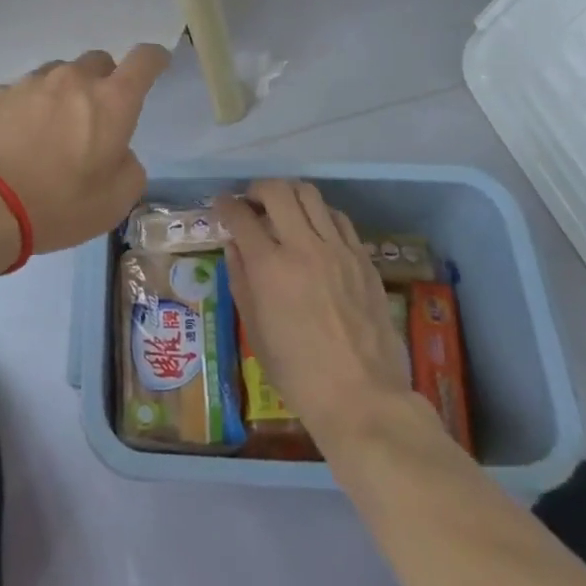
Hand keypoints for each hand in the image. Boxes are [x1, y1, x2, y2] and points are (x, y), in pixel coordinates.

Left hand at [0, 45, 171, 251]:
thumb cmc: (58, 205)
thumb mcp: (115, 202)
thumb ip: (128, 168)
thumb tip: (117, 152)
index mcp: (111, 102)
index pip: (144, 60)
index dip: (154, 59)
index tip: (156, 63)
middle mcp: (72, 80)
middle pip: (98, 62)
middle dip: (102, 82)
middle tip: (94, 118)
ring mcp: (29, 83)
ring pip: (56, 76)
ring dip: (61, 95)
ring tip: (48, 133)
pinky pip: (19, 93)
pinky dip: (24, 110)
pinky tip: (13, 141)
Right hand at [221, 179, 416, 446]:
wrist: (362, 397)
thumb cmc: (298, 373)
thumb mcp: (255, 330)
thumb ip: (241, 280)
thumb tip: (234, 246)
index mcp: (270, 268)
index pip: (241, 216)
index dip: (226, 205)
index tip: (221, 205)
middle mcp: (303, 247)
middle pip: (277, 191)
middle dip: (257, 189)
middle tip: (251, 202)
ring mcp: (338, 249)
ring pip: (311, 194)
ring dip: (290, 195)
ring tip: (284, 210)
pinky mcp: (363, 258)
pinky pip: (339, 218)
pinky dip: (320, 215)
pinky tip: (316, 231)